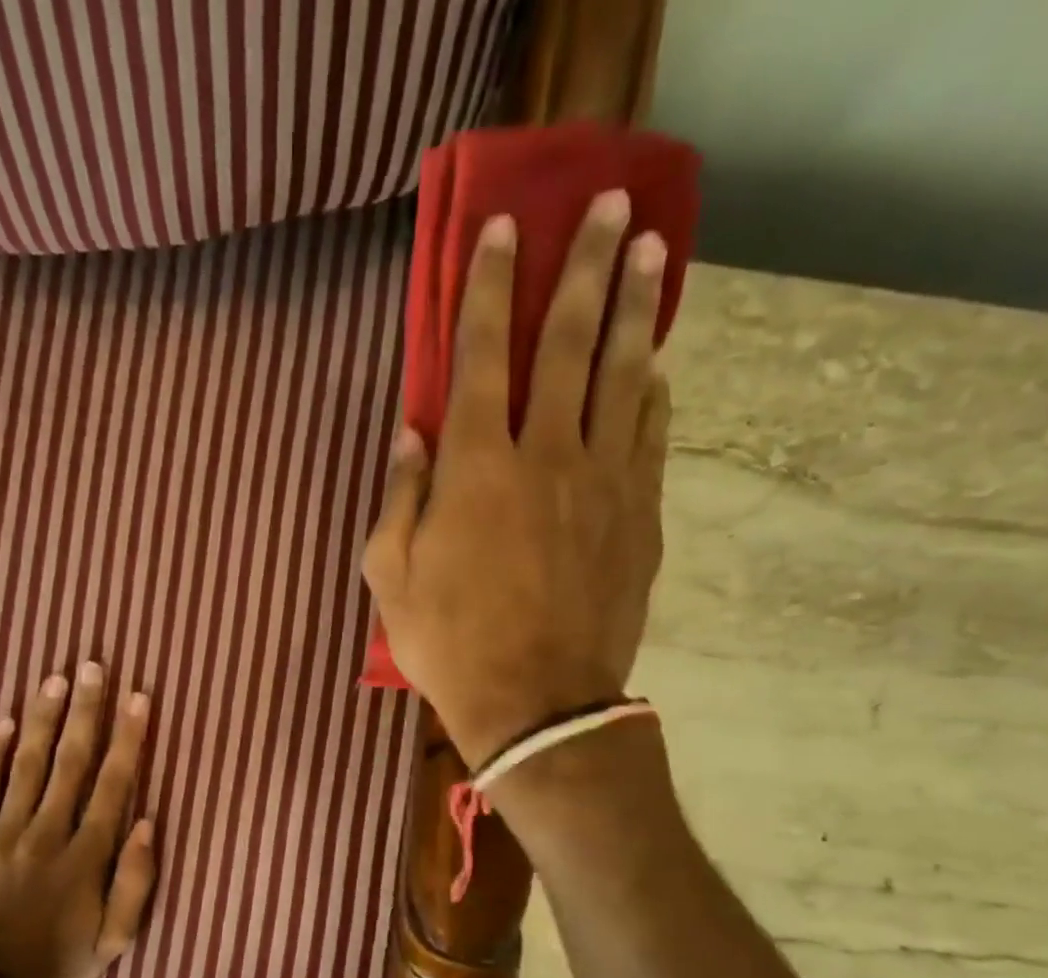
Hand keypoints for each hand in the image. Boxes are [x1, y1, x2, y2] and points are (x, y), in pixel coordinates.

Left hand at [0, 663, 156, 977]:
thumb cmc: (59, 964)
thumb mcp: (115, 940)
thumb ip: (134, 882)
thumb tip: (146, 823)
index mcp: (85, 857)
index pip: (113, 785)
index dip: (128, 739)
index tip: (138, 699)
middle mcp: (46, 835)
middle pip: (71, 763)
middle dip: (86, 712)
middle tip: (94, 667)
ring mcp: (2, 835)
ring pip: (28, 766)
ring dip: (44, 720)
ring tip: (56, 679)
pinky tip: (4, 722)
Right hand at [362, 191, 671, 766]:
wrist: (538, 702)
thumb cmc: (450, 642)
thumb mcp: (391, 577)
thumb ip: (399, 498)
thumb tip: (410, 435)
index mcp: (476, 467)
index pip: (481, 353)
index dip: (489, 286)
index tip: (503, 230)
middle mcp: (545, 453)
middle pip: (568, 342)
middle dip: (584, 266)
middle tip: (607, 205)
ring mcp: (603, 480)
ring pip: (622, 375)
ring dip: (635, 308)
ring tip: (648, 252)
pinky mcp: (640, 514)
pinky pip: (649, 435)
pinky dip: (651, 392)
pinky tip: (655, 366)